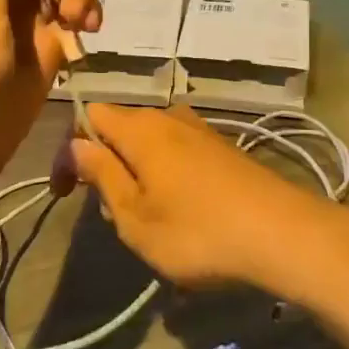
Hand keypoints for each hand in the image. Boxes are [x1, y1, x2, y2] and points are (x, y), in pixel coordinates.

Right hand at [51, 104, 332, 293]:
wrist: (282, 233)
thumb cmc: (197, 231)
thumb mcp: (134, 215)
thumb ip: (102, 174)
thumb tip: (77, 144)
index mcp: (140, 128)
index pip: (89, 115)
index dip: (71, 150)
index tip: (66, 193)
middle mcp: (169, 116)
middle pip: (120, 128)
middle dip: (106, 165)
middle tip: (114, 215)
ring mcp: (200, 129)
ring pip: (150, 142)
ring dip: (137, 174)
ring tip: (149, 220)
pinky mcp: (223, 147)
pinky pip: (178, 152)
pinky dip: (166, 175)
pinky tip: (183, 212)